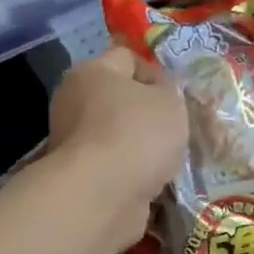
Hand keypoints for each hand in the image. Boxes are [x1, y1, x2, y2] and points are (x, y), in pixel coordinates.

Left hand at [48, 47, 188, 242]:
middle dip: (151, 114)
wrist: (103, 196)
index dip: (156, 72)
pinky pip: (116, 168)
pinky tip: (157, 182)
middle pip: (121, 100)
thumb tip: (161, 92)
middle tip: (180, 128)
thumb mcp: (170, 100)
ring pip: (120, 137)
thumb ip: (170, 90)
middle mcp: (74, 103)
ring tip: (173, 159)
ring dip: (144, 148)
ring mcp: (74, 143)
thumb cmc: (137, 133)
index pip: (127, 57)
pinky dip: (135, 174)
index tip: (178, 95)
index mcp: (91, 72)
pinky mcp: (81, 177)